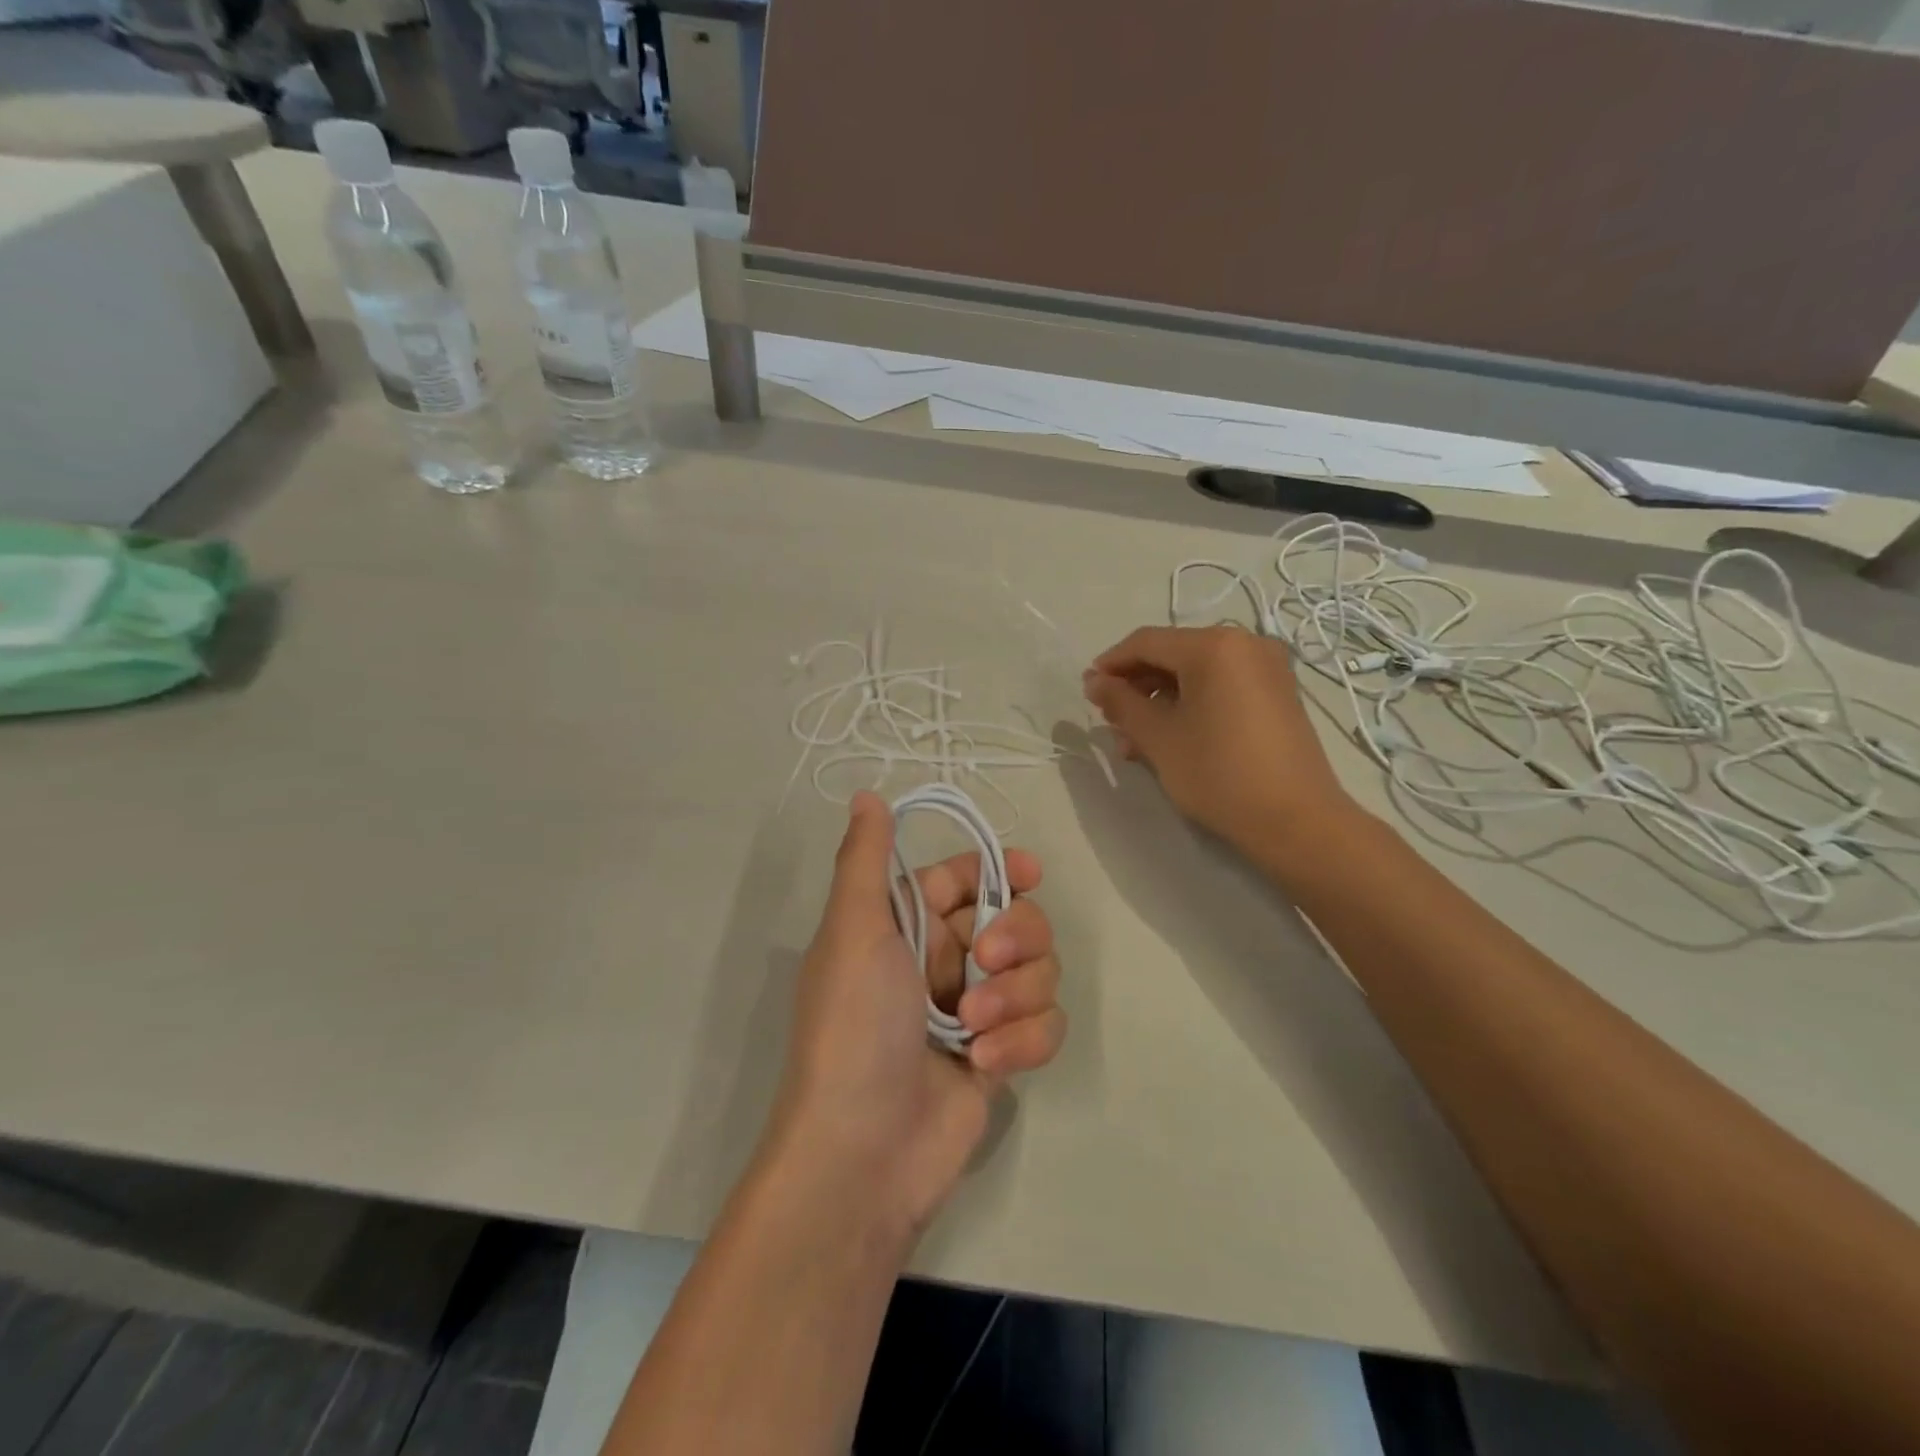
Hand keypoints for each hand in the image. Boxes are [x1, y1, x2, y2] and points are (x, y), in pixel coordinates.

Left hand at [765, 791, 1066, 1240]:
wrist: (863, 1152)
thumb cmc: (854, 1027)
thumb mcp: (854, 932)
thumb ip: (865, 860)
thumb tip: (867, 796)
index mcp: (909, 925)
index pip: (970, 877)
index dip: (1004, 869)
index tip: (1031, 872)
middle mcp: (945, 960)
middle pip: (1017, 920)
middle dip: (1015, 940)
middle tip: (984, 965)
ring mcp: (977, 1010)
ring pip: (1039, 972)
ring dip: (1015, 998)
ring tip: (973, 1032)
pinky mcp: (1002, 1056)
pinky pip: (1044, 1026)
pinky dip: (1023, 1042)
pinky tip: (986, 1067)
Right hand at [1082, 625, 1357, 863]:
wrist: (1295, 821)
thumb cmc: (1218, 773)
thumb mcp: (1159, 737)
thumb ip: (1121, 702)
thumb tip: (1094, 681)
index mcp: (1214, 646)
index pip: (1146, 642)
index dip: (1111, 664)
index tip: (1087, 692)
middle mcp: (1245, 644)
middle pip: (1173, 655)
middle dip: (1136, 687)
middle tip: (1111, 721)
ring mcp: (1266, 669)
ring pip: (1196, 675)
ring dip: (1160, 701)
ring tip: (1135, 741)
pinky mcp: (1277, 694)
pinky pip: (1221, 687)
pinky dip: (1191, 705)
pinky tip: (1169, 738)